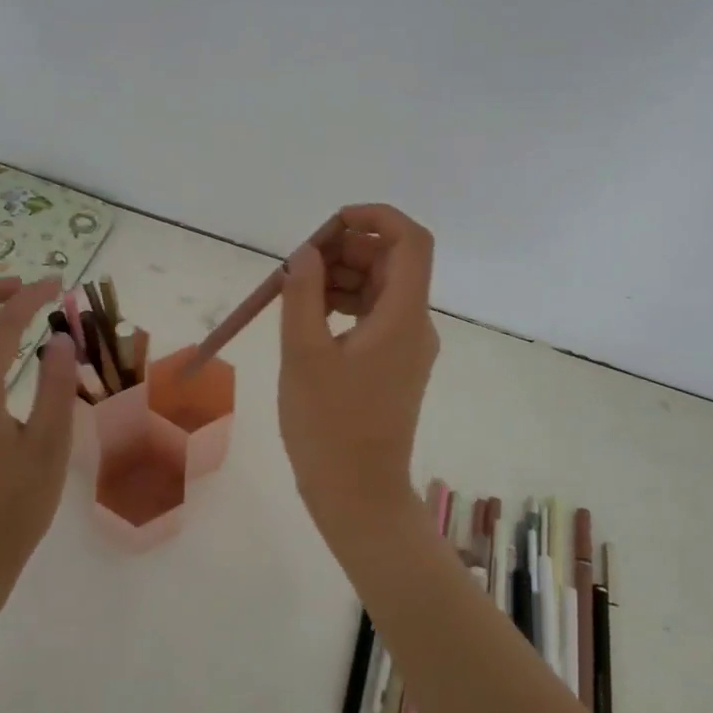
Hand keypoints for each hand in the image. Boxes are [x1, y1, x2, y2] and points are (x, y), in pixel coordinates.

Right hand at [278, 204, 439, 550]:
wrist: (358, 495)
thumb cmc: (329, 427)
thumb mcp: (303, 354)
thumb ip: (303, 294)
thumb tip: (306, 253)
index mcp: (403, 317)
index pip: (411, 241)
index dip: (376, 217)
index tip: (330, 224)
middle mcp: (415, 324)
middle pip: (393, 261)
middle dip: (348, 248)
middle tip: (300, 262)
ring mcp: (407, 346)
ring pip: (382, 287)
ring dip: (343, 276)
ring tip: (297, 290)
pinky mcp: (394, 364)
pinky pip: (374, 315)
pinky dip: (345, 304)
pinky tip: (310, 314)